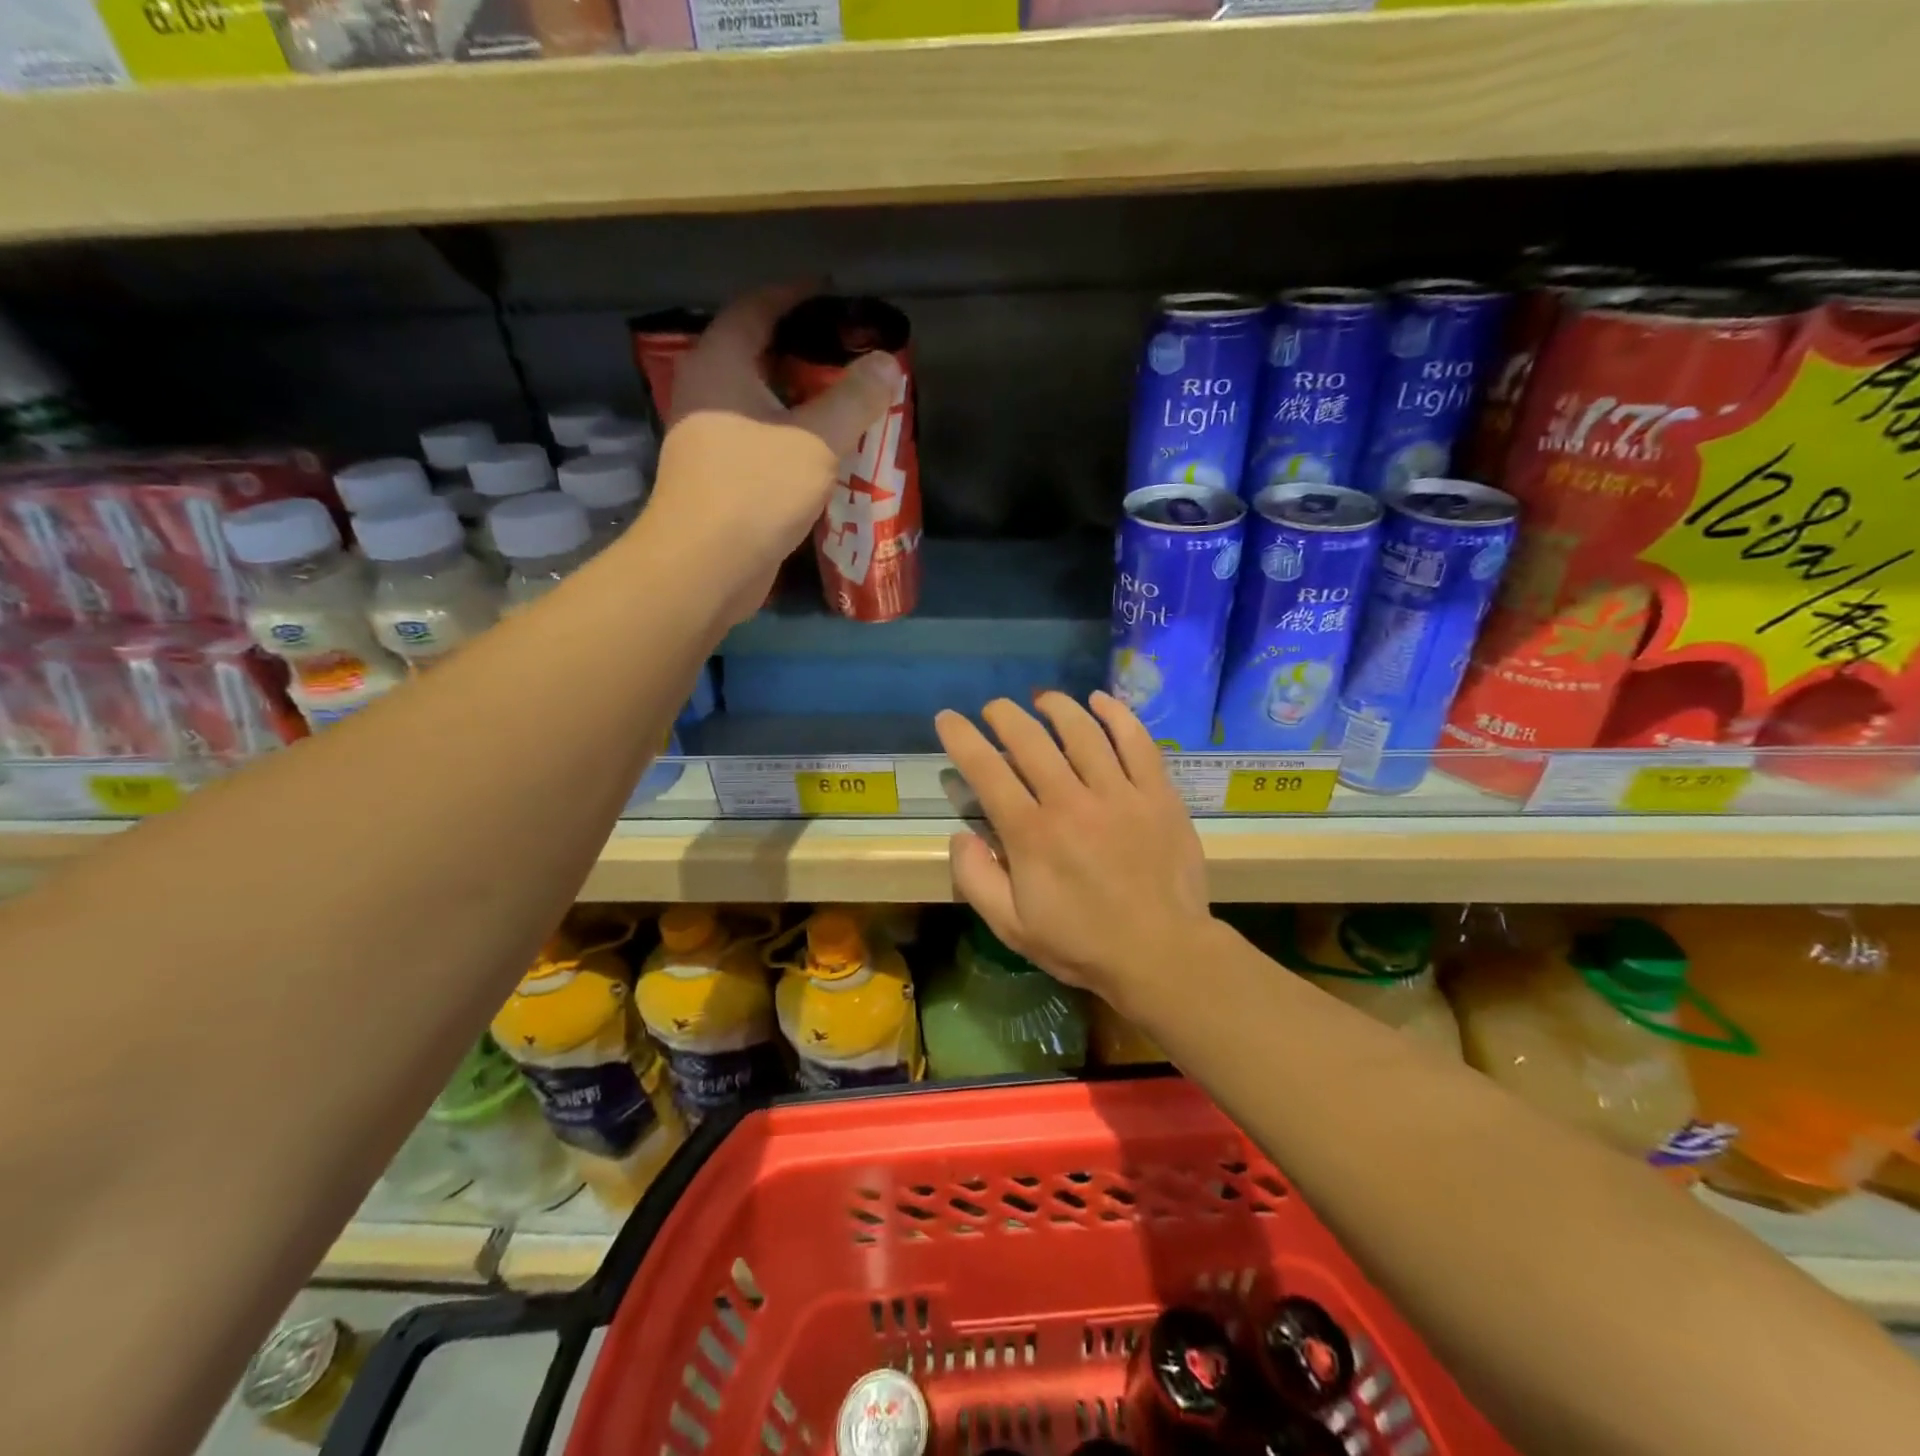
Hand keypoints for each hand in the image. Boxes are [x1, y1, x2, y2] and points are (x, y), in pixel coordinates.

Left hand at [647, 286, 898, 622]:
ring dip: (801, 401)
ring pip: (761, 403)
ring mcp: (709, 437)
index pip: (757, 308)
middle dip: (805, 353)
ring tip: (848, 403)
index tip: (834, 297)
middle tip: (851, 356)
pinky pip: (760, 440)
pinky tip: (826, 453)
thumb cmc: (757, 490)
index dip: (795, 297)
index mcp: (721, 364)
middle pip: (758, 356)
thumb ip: (854, 399)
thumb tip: (887, 363)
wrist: (707, 565)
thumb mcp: (817, 440)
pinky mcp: (720, 477)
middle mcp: (706, 392)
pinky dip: (792, 437)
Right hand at [935, 691, 1213, 1007]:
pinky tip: (1100, 701)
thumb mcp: (1012, 927)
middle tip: (995, 708)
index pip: (987, 770)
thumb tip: (960, 836)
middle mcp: (1071, 802)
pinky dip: (1117, 715)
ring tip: (1043, 699)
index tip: (948, 718)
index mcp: (1031, 833)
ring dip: (1057, 707)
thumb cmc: (1082, 943)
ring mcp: (1119, 794)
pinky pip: (1137, 742)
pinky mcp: (1158, 794)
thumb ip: (976, 880)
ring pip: (1083, 731)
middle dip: (1005, 715)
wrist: (1162, 954)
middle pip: (1031, 740)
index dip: (962, 738)